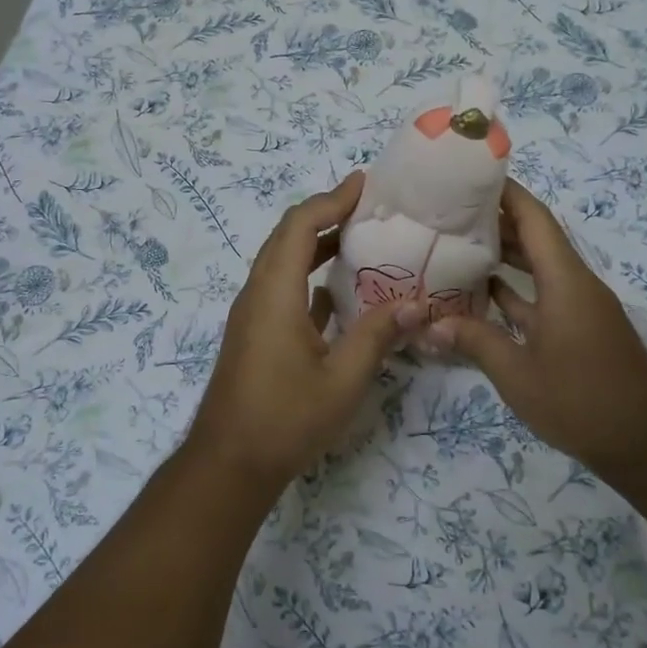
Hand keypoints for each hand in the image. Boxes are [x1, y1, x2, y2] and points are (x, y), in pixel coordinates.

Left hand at [188, 172, 422, 491]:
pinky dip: (310, 275)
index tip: (364, 184)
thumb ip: (378, 336)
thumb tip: (417, 303)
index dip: (331, 199)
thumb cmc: (285, 420)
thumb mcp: (342, 380)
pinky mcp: (256, 333)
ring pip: (283, 261)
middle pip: (288, 236)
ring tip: (360, 237)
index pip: (300, 226)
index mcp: (274, 293)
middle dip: (325, 212)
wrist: (229, 464)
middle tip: (367, 204)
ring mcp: (253, 314)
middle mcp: (258, 293)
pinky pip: (283, 287)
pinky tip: (340, 289)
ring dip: (317, 243)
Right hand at [427, 179, 646, 475]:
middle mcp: (574, 284)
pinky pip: (541, 296)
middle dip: (496, 221)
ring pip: (537, 268)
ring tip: (457, 244)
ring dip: (503, 256)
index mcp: (565, 280)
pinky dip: (514, 290)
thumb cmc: (581, 400)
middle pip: (535, 238)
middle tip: (449, 212)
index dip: (506, 193)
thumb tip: (429, 325)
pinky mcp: (578, 330)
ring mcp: (578, 308)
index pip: (534, 219)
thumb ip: (474, 342)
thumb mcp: (517, 373)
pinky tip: (481, 294)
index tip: (472, 175)